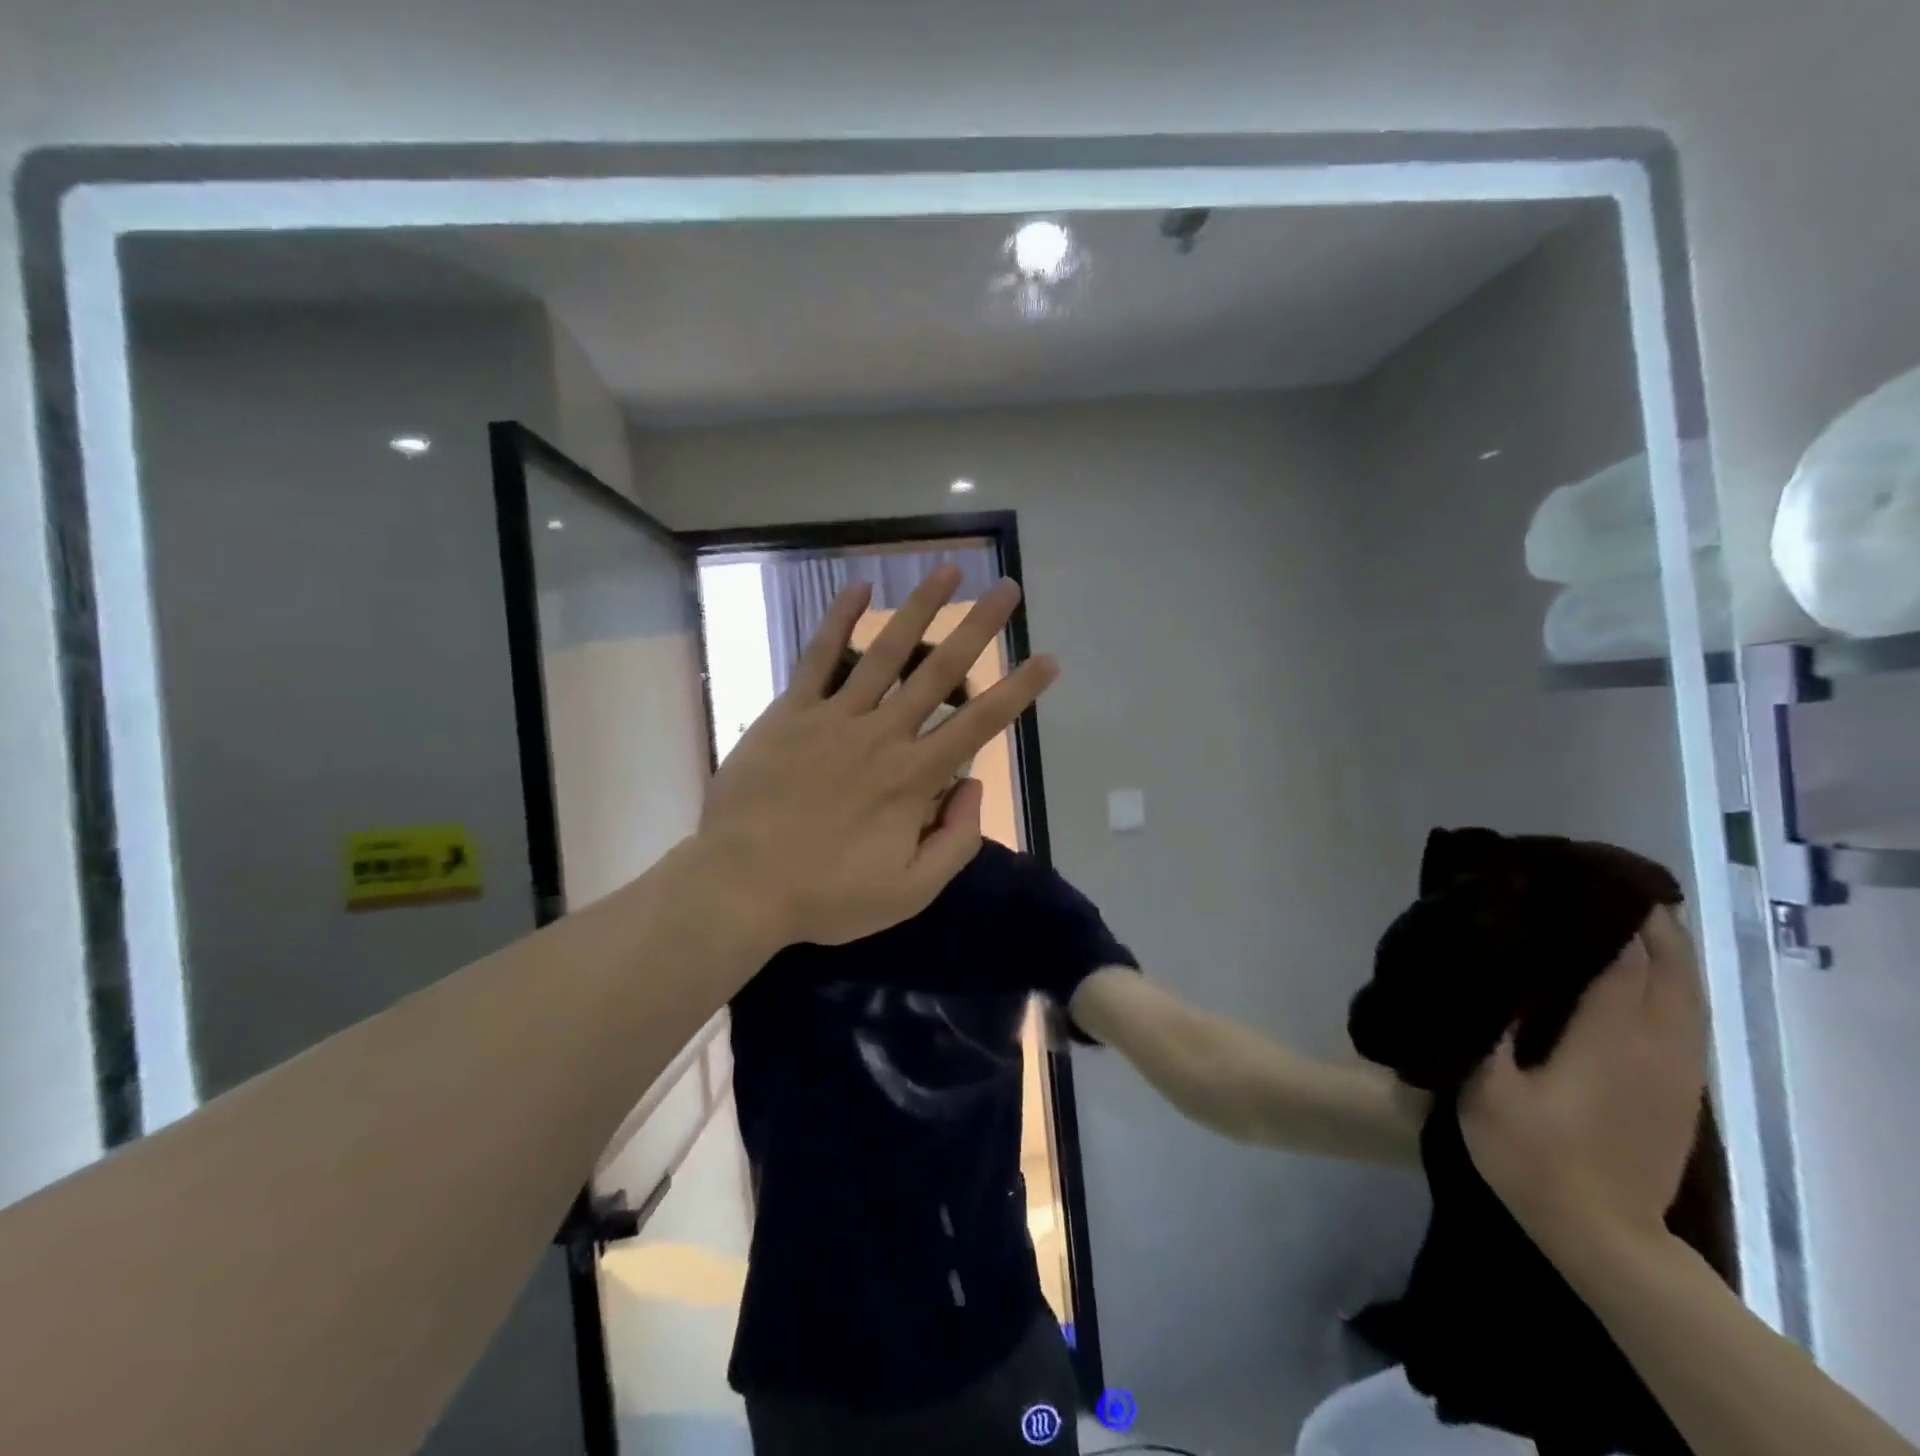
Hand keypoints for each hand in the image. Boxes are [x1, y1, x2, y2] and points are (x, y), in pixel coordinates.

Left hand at [695, 565, 1057, 949]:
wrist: (741, 887)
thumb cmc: (827, 896)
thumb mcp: (910, 892)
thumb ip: (956, 841)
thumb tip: (973, 785)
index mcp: (914, 778)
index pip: (979, 724)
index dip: (1018, 690)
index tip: (1047, 659)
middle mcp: (882, 735)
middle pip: (939, 672)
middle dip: (978, 628)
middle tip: (1007, 590)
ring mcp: (834, 718)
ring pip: (885, 652)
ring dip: (920, 609)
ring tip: (947, 573)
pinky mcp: (791, 712)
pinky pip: (818, 657)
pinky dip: (838, 621)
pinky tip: (858, 588)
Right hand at [1458, 908, 1708, 1250]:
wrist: (1604, 1235)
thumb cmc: (1533, 1156)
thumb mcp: (1487, 1090)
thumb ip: (1490, 1028)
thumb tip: (1491, 974)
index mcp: (1608, 1041)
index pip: (1626, 962)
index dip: (1611, 918)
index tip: (1579, 881)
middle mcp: (1654, 1047)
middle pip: (1669, 970)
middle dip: (1647, 924)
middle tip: (1600, 886)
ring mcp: (1675, 1071)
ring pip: (1687, 994)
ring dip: (1665, 951)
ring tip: (1624, 916)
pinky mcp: (1680, 1090)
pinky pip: (1686, 1019)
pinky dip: (1672, 984)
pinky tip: (1643, 975)